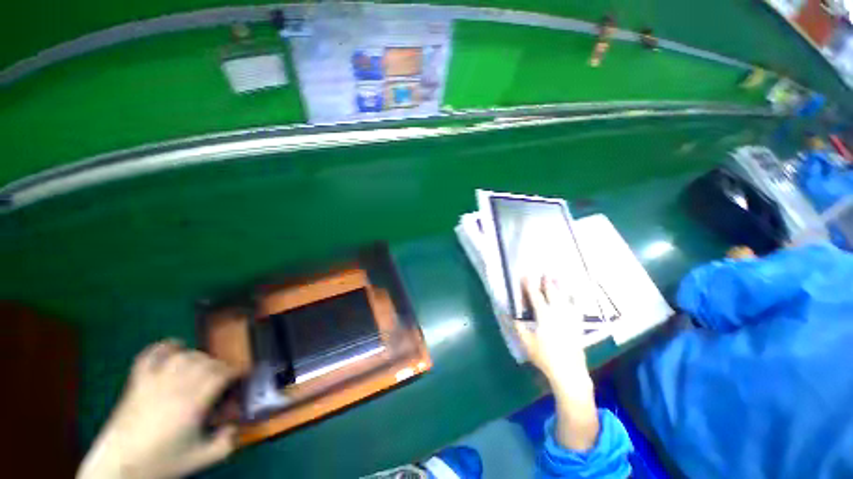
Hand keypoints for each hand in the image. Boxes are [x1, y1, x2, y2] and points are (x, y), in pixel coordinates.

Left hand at [77, 341, 237, 478]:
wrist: (120, 467)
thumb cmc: (161, 462)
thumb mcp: (200, 459)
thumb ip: (226, 443)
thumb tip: (237, 426)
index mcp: (192, 404)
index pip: (221, 375)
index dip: (236, 371)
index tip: (243, 375)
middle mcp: (175, 387)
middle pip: (206, 363)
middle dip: (221, 366)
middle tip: (225, 377)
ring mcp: (153, 382)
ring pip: (184, 356)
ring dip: (200, 357)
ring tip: (204, 367)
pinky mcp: (137, 382)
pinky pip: (151, 355)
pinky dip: (165, 346)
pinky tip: (176, 346)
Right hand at [514, 277, 592, 396]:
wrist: (568, 371)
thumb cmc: (544, 356)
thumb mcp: (526, 342)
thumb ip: (518, 326)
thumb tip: (510, 314)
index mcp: (544, 316)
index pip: (535, 296)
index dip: (529, 286)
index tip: (525, 276)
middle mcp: (558, 313)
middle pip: (552, 294)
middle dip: (547, 283)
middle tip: (544, 273)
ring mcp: (570, 319)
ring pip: (565, 298)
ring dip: (561, 287)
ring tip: (558, 278)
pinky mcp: (577, 325)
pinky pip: (577, 308)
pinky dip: (575, 300)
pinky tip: (575, 296)